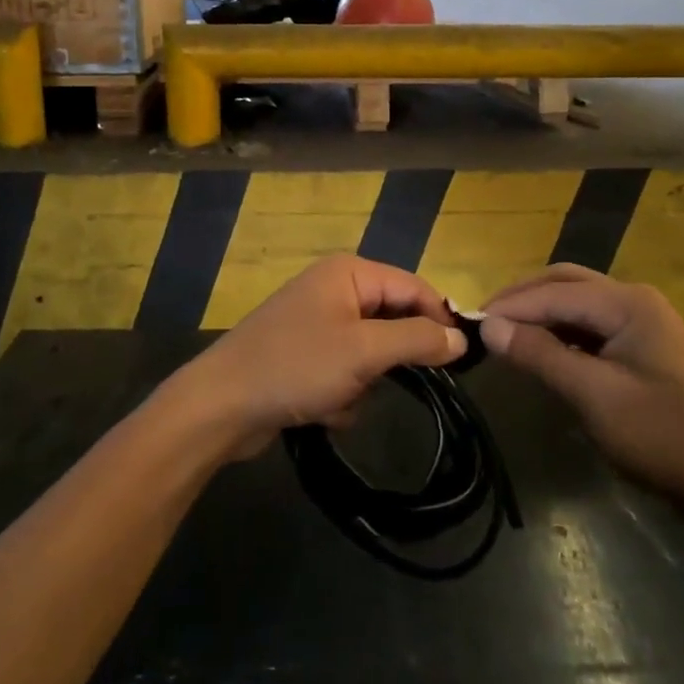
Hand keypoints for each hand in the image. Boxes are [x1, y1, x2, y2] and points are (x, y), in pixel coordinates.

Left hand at [165, 255, 464, 459]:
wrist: (221, 406)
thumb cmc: (296, 366)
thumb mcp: (364, 351)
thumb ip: (417, 340)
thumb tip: (461, 338)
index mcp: (349, 273)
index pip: (414, 286)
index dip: (440, 319)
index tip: (461, 360)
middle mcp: (334, 289)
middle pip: (392, 320)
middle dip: (391, 359)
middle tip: (386, 381)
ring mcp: (318, 324)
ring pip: (372, 354)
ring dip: (364, 383)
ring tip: (341, 397)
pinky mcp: (306, 356)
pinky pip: (346, 373)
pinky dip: (342, 395)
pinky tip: (322, 410)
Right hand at [480, 265, 683, 516]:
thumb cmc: (662, 437)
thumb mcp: (594, 396)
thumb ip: (540, 354)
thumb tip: (489, 326)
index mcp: (628, 303)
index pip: (554, 293)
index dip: (510, 306)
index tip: (468, 323)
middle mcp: (634, 299)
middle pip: (564, 283)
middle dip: (522, 299)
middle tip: (484, 322)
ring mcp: (641, 321)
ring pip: (576, 302)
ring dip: (539, 313)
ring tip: (503, 334)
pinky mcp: (641, 345)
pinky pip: (589, 325)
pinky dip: (559, 331)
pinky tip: (539, 349)